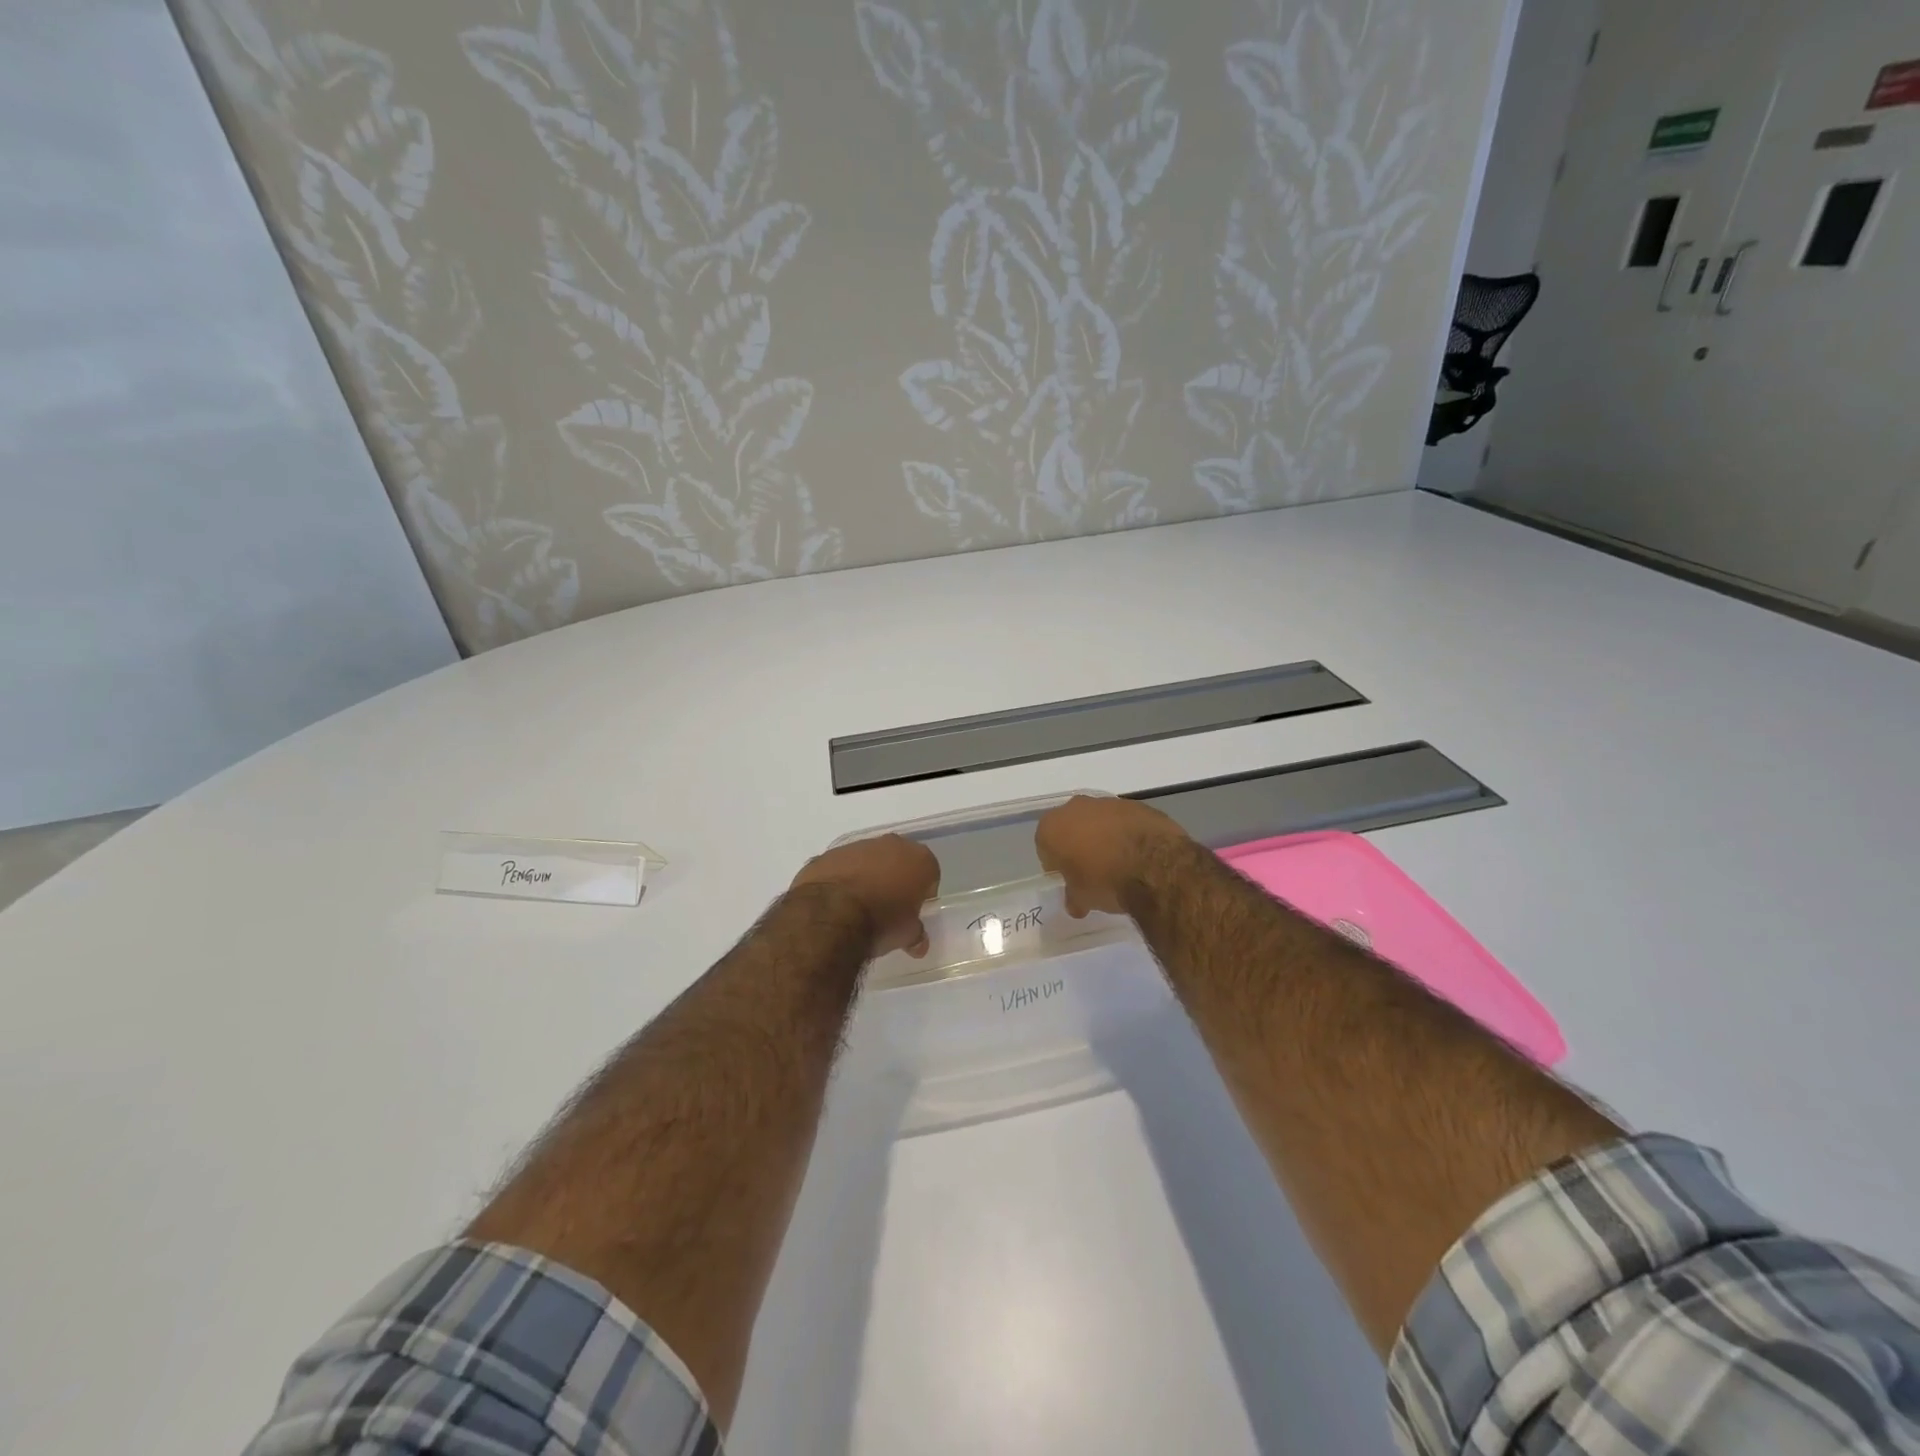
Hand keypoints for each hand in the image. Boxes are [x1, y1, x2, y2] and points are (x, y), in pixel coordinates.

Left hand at [790, 834, 940, 957]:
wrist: (830, 914)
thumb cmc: (881, 922)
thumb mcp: (906, 934)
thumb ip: (916, 934)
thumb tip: (918, 944)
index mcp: (919, 859)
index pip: (929, 873)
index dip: (923, 893)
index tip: (914, 910)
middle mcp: (892, 844)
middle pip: (900, 860)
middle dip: (896, 878)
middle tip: (889, 905)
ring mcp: (858, 845)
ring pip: (869, 859)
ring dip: (868, 875)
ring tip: (859, 904)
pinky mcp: (830, 853)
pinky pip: (843, 865)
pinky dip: (843, 878)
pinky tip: (837, 901)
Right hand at [1035, 795, 1190, 917]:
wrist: (1154, 865)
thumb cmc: (1105, 881)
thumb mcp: (1082, 898)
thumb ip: (1074, 897)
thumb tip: (1076, 904)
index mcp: (1052, 827)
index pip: (1045, 846)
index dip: (1056, 865)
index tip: (1069, 880)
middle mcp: (1075, 807)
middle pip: (1071, 828)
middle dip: (1078, 845)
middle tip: (1091, 871)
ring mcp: (1108, 802)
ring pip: (1099, 821)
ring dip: (1104, 837)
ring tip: (1119, 864)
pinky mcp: (1137, 805)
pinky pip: (1124, 821)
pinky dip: (1127, 834)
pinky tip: (1138, 855)